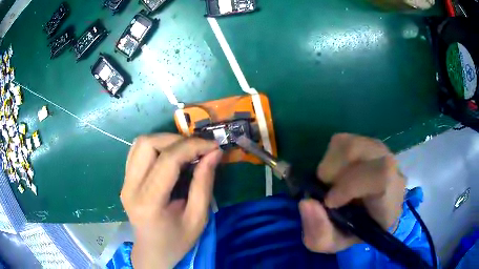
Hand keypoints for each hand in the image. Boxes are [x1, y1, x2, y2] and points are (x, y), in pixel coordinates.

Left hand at [120, 134, 221, 268]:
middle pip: (148, 144)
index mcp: (149, 202)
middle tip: (198, 149)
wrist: (152, 252)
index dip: (192, 146)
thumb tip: (214, 153)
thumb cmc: (177, 241)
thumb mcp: (198, 218)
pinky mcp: (125, 180)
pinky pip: (137, 151)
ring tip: (185, 151)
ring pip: (141, 143)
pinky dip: (156, 146)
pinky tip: (169, 157)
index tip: (213, 146)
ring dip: (166, 140)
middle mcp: (130, 188)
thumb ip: (204, 183)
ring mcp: (124, 182)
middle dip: (177, 140)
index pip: (167, 160)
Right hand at [299, 133, 405, 252]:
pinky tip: (336, 173)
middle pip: (359, 150)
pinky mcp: (365, 142)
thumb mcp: (336, 243)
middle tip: (326, 193)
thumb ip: (320, 233)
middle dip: (332, 172)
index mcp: (391, 195)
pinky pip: (342, 140)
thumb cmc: (357, 231)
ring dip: (329, 165)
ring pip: (348, 143)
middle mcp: (390, 165)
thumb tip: (306, 202)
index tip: (330, 202)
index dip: (352, 184)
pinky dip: (330, 157)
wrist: (372, 214)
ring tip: (330, 183)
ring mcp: (378, 150)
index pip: (382, 174)